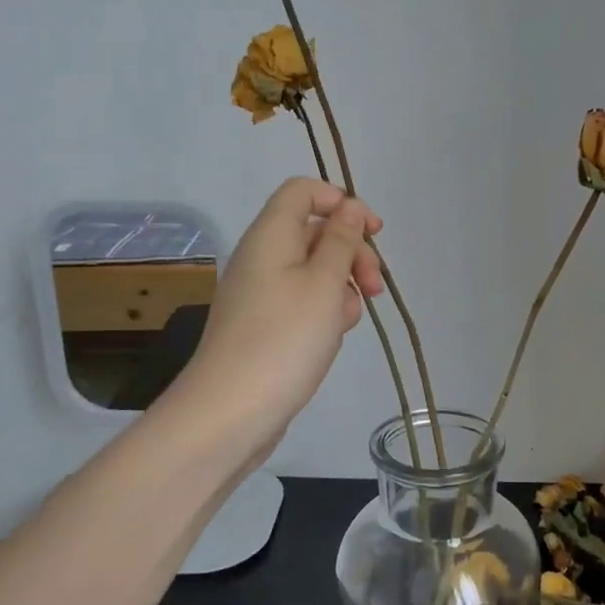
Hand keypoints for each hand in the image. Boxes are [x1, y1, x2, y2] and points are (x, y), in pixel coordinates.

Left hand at [173, 178, 384, 468]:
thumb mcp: (324, 283)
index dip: (340, 201)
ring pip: (314, 271)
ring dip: (342, 287)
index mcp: (271, 235)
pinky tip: (331, 338)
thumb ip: (341, 240)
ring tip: (347, 322)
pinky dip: (324, 312)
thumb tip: (348, 207)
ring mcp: (261, 292)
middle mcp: (262, 256)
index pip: (302, 191)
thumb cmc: (284, 340)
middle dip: (352, 252)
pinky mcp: (265, 324)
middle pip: (314, 232)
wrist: (230, 413)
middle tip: (374, 287)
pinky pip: (302, 302)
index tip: (372, 232)